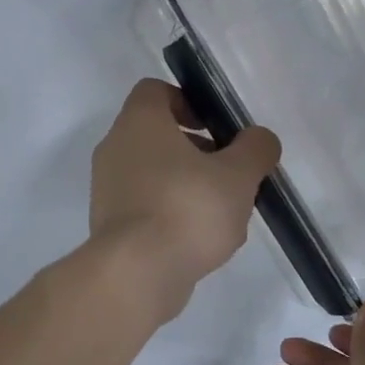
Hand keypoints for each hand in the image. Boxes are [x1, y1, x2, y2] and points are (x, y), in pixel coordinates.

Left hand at [88, 78, 280, 323]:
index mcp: (138, 123)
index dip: (188, 101)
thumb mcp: (238, 176)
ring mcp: (106, 189)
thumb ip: (255, 150)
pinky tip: (198, 239)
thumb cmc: (188, 209)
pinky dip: (169, 213)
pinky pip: (144, 206)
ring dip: (186, 184)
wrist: (136, 273)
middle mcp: (114, 149)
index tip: (215, 126)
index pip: (154, 91)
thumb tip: (258, 140)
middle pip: (156, 135)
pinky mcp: (109, 224)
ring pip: (152, 173)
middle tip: (228, 172)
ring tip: (221, 212)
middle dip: (196, 150)